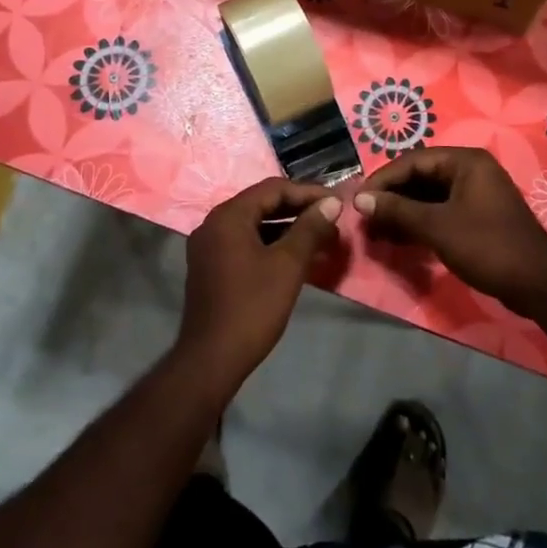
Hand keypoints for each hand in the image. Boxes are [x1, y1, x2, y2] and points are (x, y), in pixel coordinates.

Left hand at [177, 179, 342, 394]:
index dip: (308, 193)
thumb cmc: (252, 307)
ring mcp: (209, 246)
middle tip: (332, 219)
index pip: (273, 189)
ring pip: (255, 225)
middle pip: (262, 204)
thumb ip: (310, 229)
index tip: (337, 203)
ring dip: (288, 229)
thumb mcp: (288, 265)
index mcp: (228, 216)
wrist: (212, 359)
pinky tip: (297, 257)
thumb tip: (332, 204)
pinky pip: (246, 243)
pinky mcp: (211, 267)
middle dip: (299, 210)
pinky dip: (271, 244)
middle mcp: (214, 224)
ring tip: (322, 238)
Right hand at [353, 148, 546, 317]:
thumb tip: (359, 199)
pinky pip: (440, 211)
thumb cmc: (487, 246)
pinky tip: (398, 239)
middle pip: (419, 177)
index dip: (382, 180)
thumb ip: (397, 210)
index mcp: (465, 161)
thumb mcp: (437, 227)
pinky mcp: (477, 217)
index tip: (358, 201)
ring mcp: (475, 194)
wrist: (538, 284)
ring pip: (428, 196)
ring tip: (376, 232)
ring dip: (402, 212)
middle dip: (391, 198)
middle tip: (364, 219)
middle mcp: (470, 170)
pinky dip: (419, 223)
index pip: (412, 161)